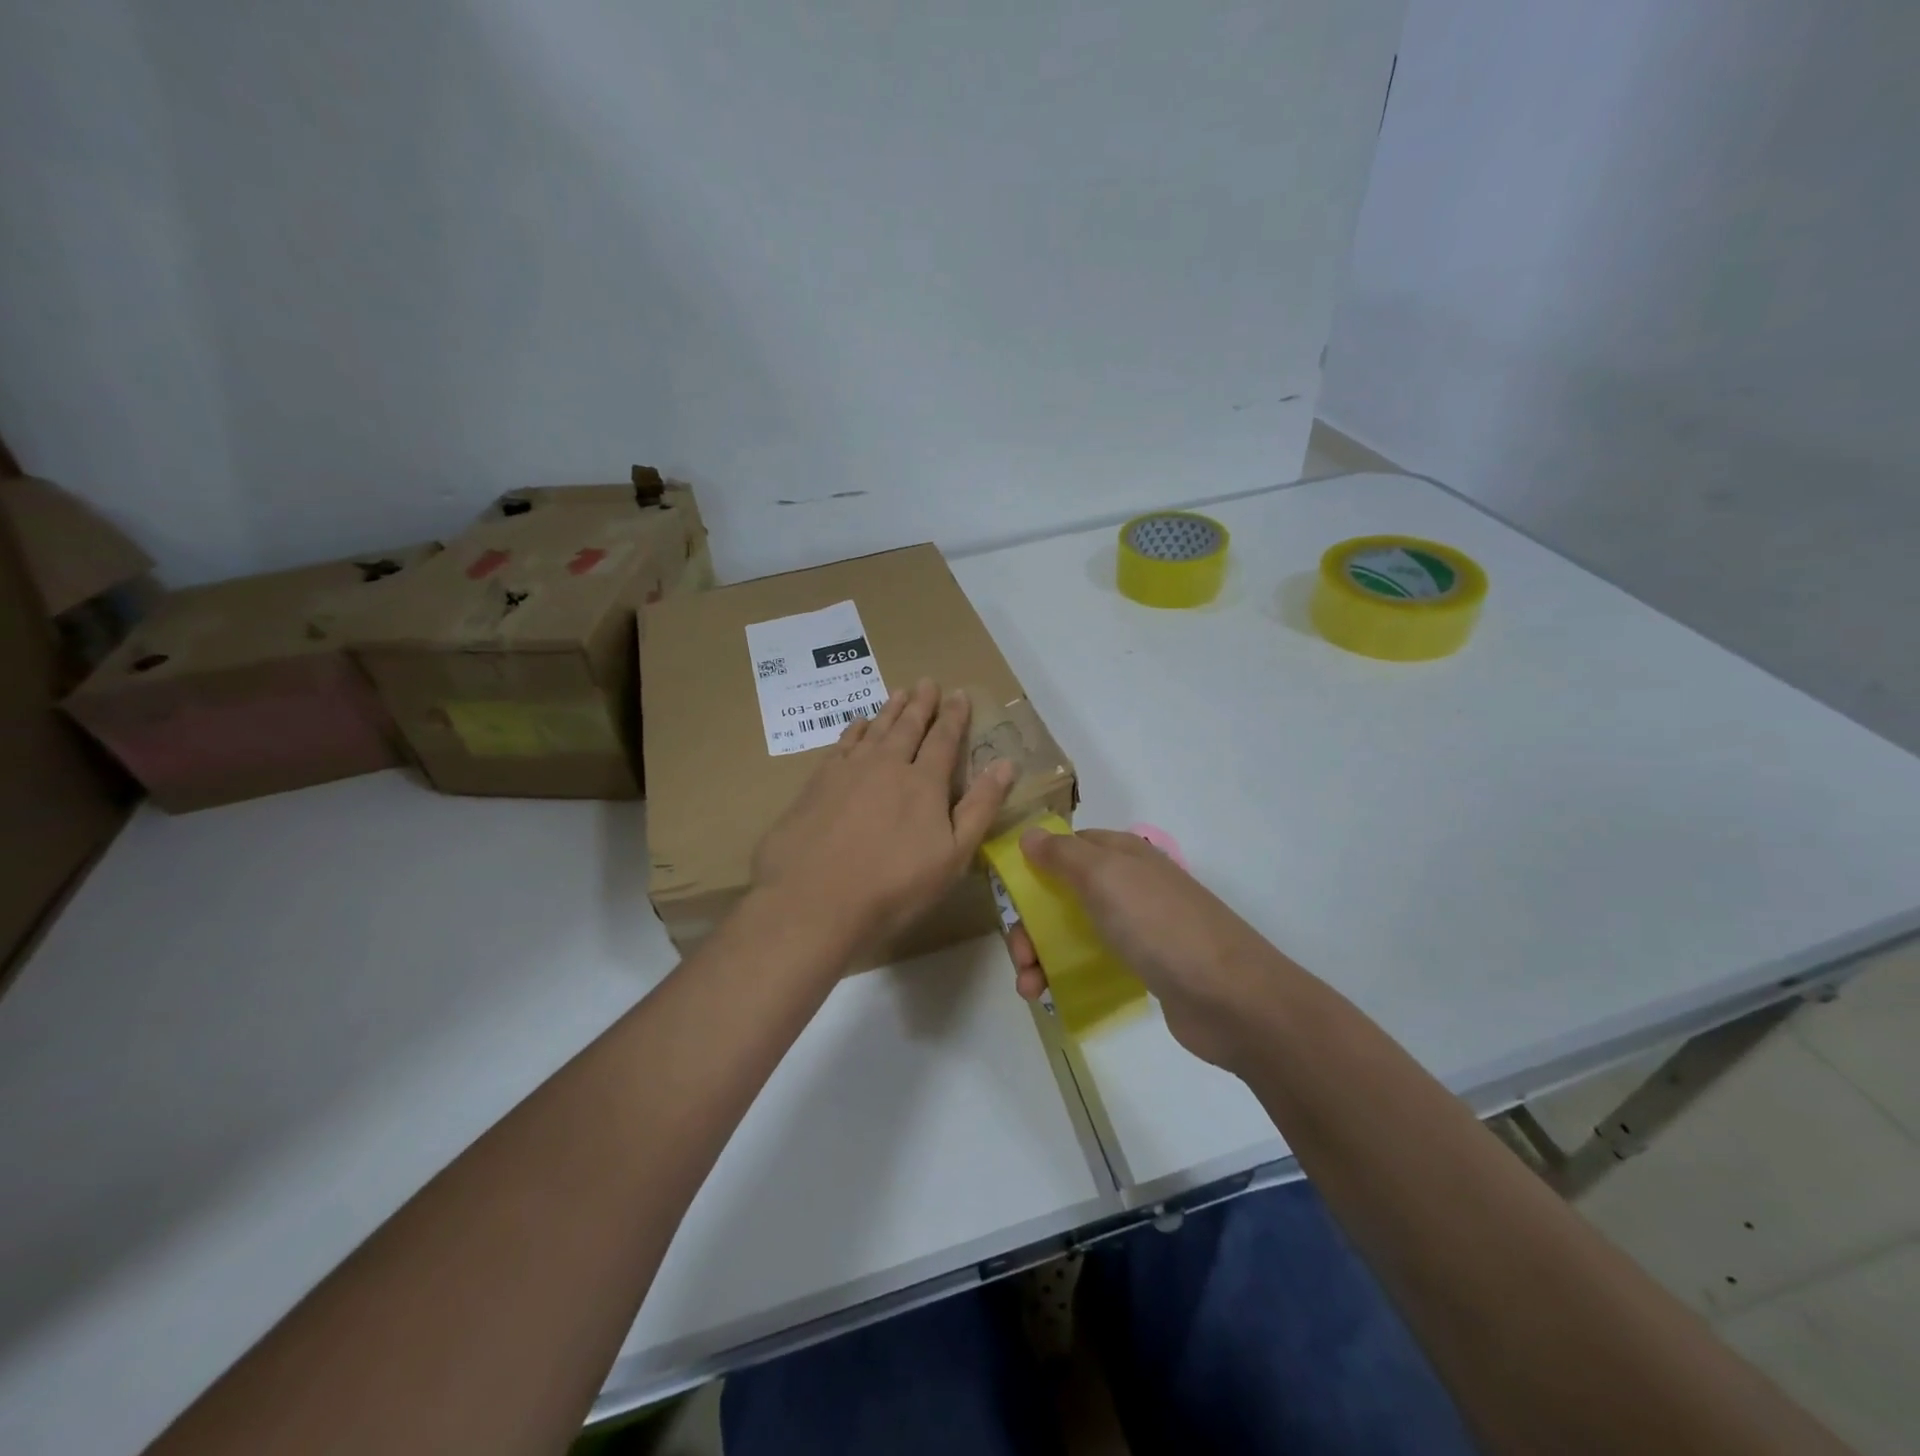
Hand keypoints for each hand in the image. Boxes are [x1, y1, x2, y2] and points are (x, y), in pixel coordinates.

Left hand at [752, 680, 1015, 957]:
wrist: (814, 901)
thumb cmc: (895, 888)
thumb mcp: (953, 856)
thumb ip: (980, 807)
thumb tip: (1006, 764)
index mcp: (924, 783)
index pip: (944, 740)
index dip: (953, 716)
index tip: (959, 693)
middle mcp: (887, 765)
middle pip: (907, 727)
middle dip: (921, 704)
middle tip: (927, 682)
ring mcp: (848, 771)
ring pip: (874, 730)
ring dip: (889, 710)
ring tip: (899, 692)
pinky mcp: (817, 783)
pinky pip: (841, 744)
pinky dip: (853, 730)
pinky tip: (857, 724)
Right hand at [1007, 829, 1286, 1068]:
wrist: (1230, 997)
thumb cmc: (1159, 925)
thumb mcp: (1105, 876)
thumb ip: (1063, 854)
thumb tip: (1030, 833)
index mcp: (1121, 854)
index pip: (1066, 847)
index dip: (1033, 866)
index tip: (1006, 895)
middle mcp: (1128, 884)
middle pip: (1062, 894)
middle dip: (1031, 923)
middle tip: (1020, 956)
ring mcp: (1138, 926)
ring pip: (1073, 930)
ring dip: (1041, 955)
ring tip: (1029, 988)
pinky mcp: (1144, 967)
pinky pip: (1093, 962)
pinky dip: (1065, 975)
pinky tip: (1049, 997)